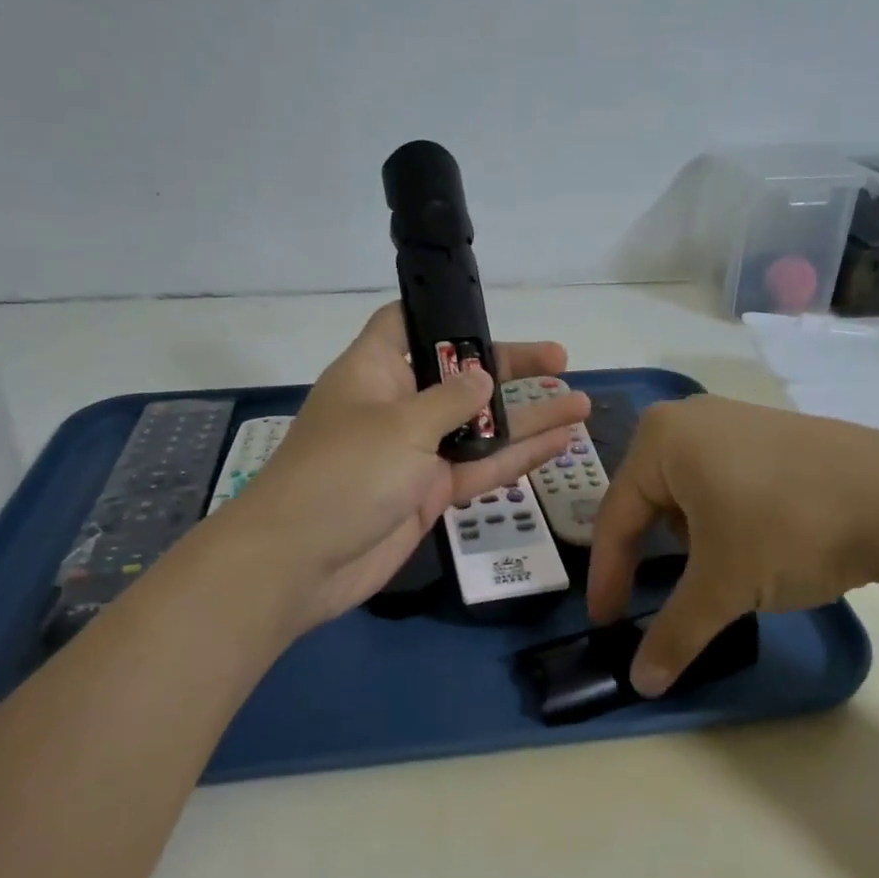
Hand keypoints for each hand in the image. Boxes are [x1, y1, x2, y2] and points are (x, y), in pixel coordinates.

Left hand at [210, 303, 590, 633]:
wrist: (300, 563)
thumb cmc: (344, 473)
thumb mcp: (401, 424)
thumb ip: (450, 399)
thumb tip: (482, 377)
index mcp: (375, 371)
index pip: (406, 324)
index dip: (443, 314)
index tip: (489, 314)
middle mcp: (396, 405)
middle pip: (458, 376)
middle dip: (508, 369)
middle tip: (560, 361)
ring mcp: (414, 452)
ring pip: (478, 427)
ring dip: (525, 418)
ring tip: (578, 404)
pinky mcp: (428, 493)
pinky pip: (479, 469)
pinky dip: (516, 458)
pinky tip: (559, 445)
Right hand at [586, 396, 878, 694]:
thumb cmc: (788, 529)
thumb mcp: (723, 586)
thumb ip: (674, 633)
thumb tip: (642, 684)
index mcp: (660, 438)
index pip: (616, 517)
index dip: (608, 576)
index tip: (605, 622)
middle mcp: (690, 417)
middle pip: (649, 500)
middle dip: (653, 554)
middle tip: (657, 597)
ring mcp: (736, 418)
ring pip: (688, 491)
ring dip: (692, 538)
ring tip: (722, 570)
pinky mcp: (774, 432)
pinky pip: (724, 479)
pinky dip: (724, 518)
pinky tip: (755, 541)